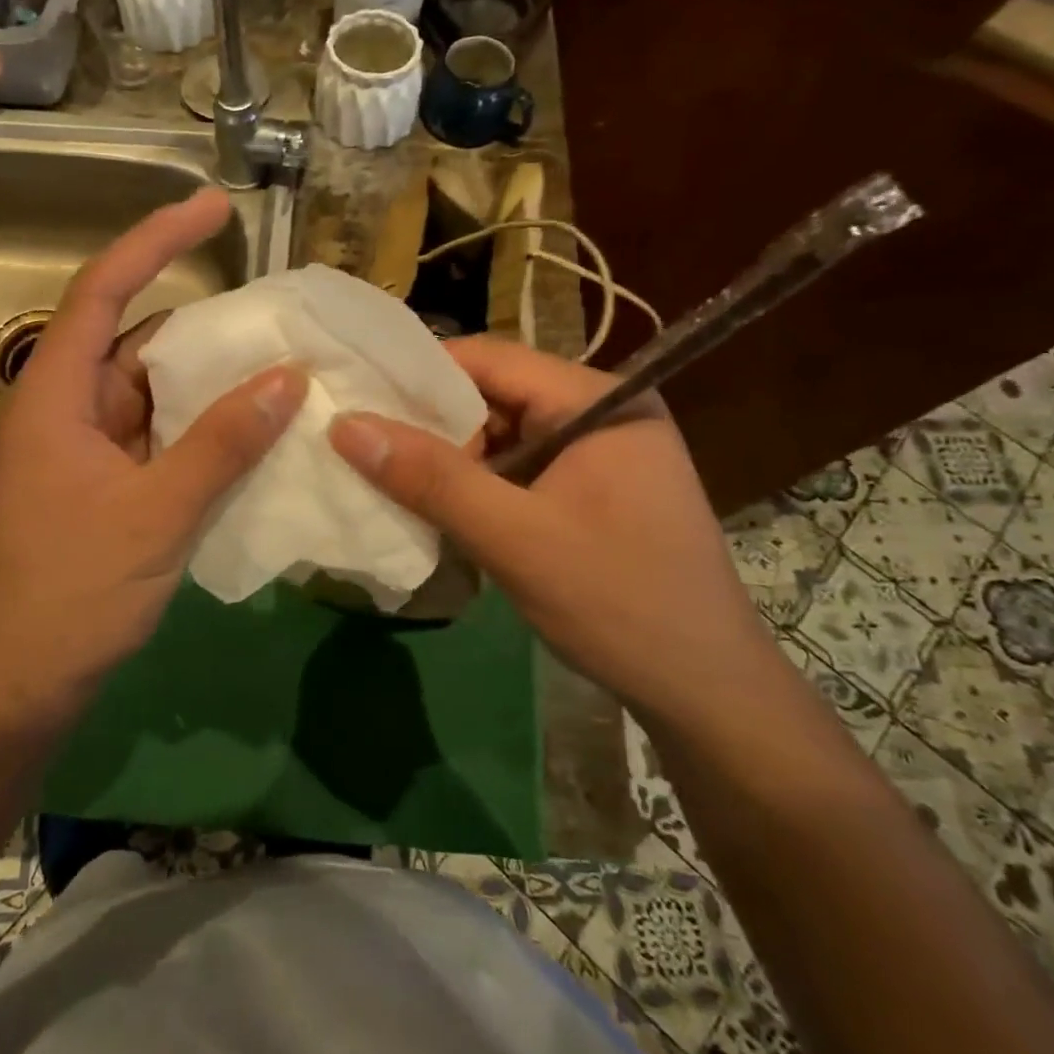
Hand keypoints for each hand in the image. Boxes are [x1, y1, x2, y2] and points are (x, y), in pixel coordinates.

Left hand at [0, 188, 303, 706]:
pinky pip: (160, 426)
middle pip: (136, 334)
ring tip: (279, 358)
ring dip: (209, 375)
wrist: (30, 674)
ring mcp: (86, 441)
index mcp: (56, 393)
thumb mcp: (160, 512)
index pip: (105, 289)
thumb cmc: (77, 588)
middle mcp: (67, 403)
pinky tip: (252, 420)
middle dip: (203, 318)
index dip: (157, 239)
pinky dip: (203, 419)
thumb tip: (288, 378)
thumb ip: (224, 442)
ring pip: (154, 385)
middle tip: (273, 307)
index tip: (214, 207)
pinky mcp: (106, 474)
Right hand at [328, 335, 773, 728]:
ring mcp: (600, 452)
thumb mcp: (515, 538)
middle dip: (429, 423)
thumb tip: (345, 425)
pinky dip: (477, 486)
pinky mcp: (594, 490)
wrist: (708, 694)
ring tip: (387, 477)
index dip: (416, 375)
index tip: (355, 397)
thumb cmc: (619, 604)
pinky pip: (520, 469)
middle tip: (360, 443)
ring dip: (450, 459)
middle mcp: (601, 411)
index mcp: (598, 400)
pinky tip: (438, 508)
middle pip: (494, 395)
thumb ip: (431, 479)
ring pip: (503, 435)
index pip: (489, 359)